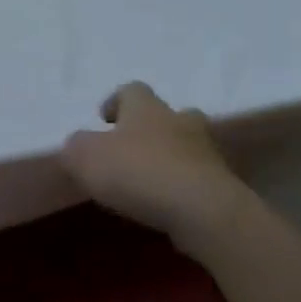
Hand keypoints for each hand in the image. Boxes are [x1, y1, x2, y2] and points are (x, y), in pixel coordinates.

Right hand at [61, 82, 251, 251]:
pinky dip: (185, 187)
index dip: (116, 102)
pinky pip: (200, 179)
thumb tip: (79, 145)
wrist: (204, 212)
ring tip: (150, 181)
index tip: (104, 120)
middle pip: (170, 114)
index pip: (132, 90)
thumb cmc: (138, 172)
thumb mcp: (85, 157)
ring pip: (188, 147)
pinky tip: (167, 205)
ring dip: (172, 158)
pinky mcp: (224, 187)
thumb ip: (76, 147)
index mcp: (146, 108)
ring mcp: (208, 154)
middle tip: (134, 147)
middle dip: (154, 127)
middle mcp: (180, 122)